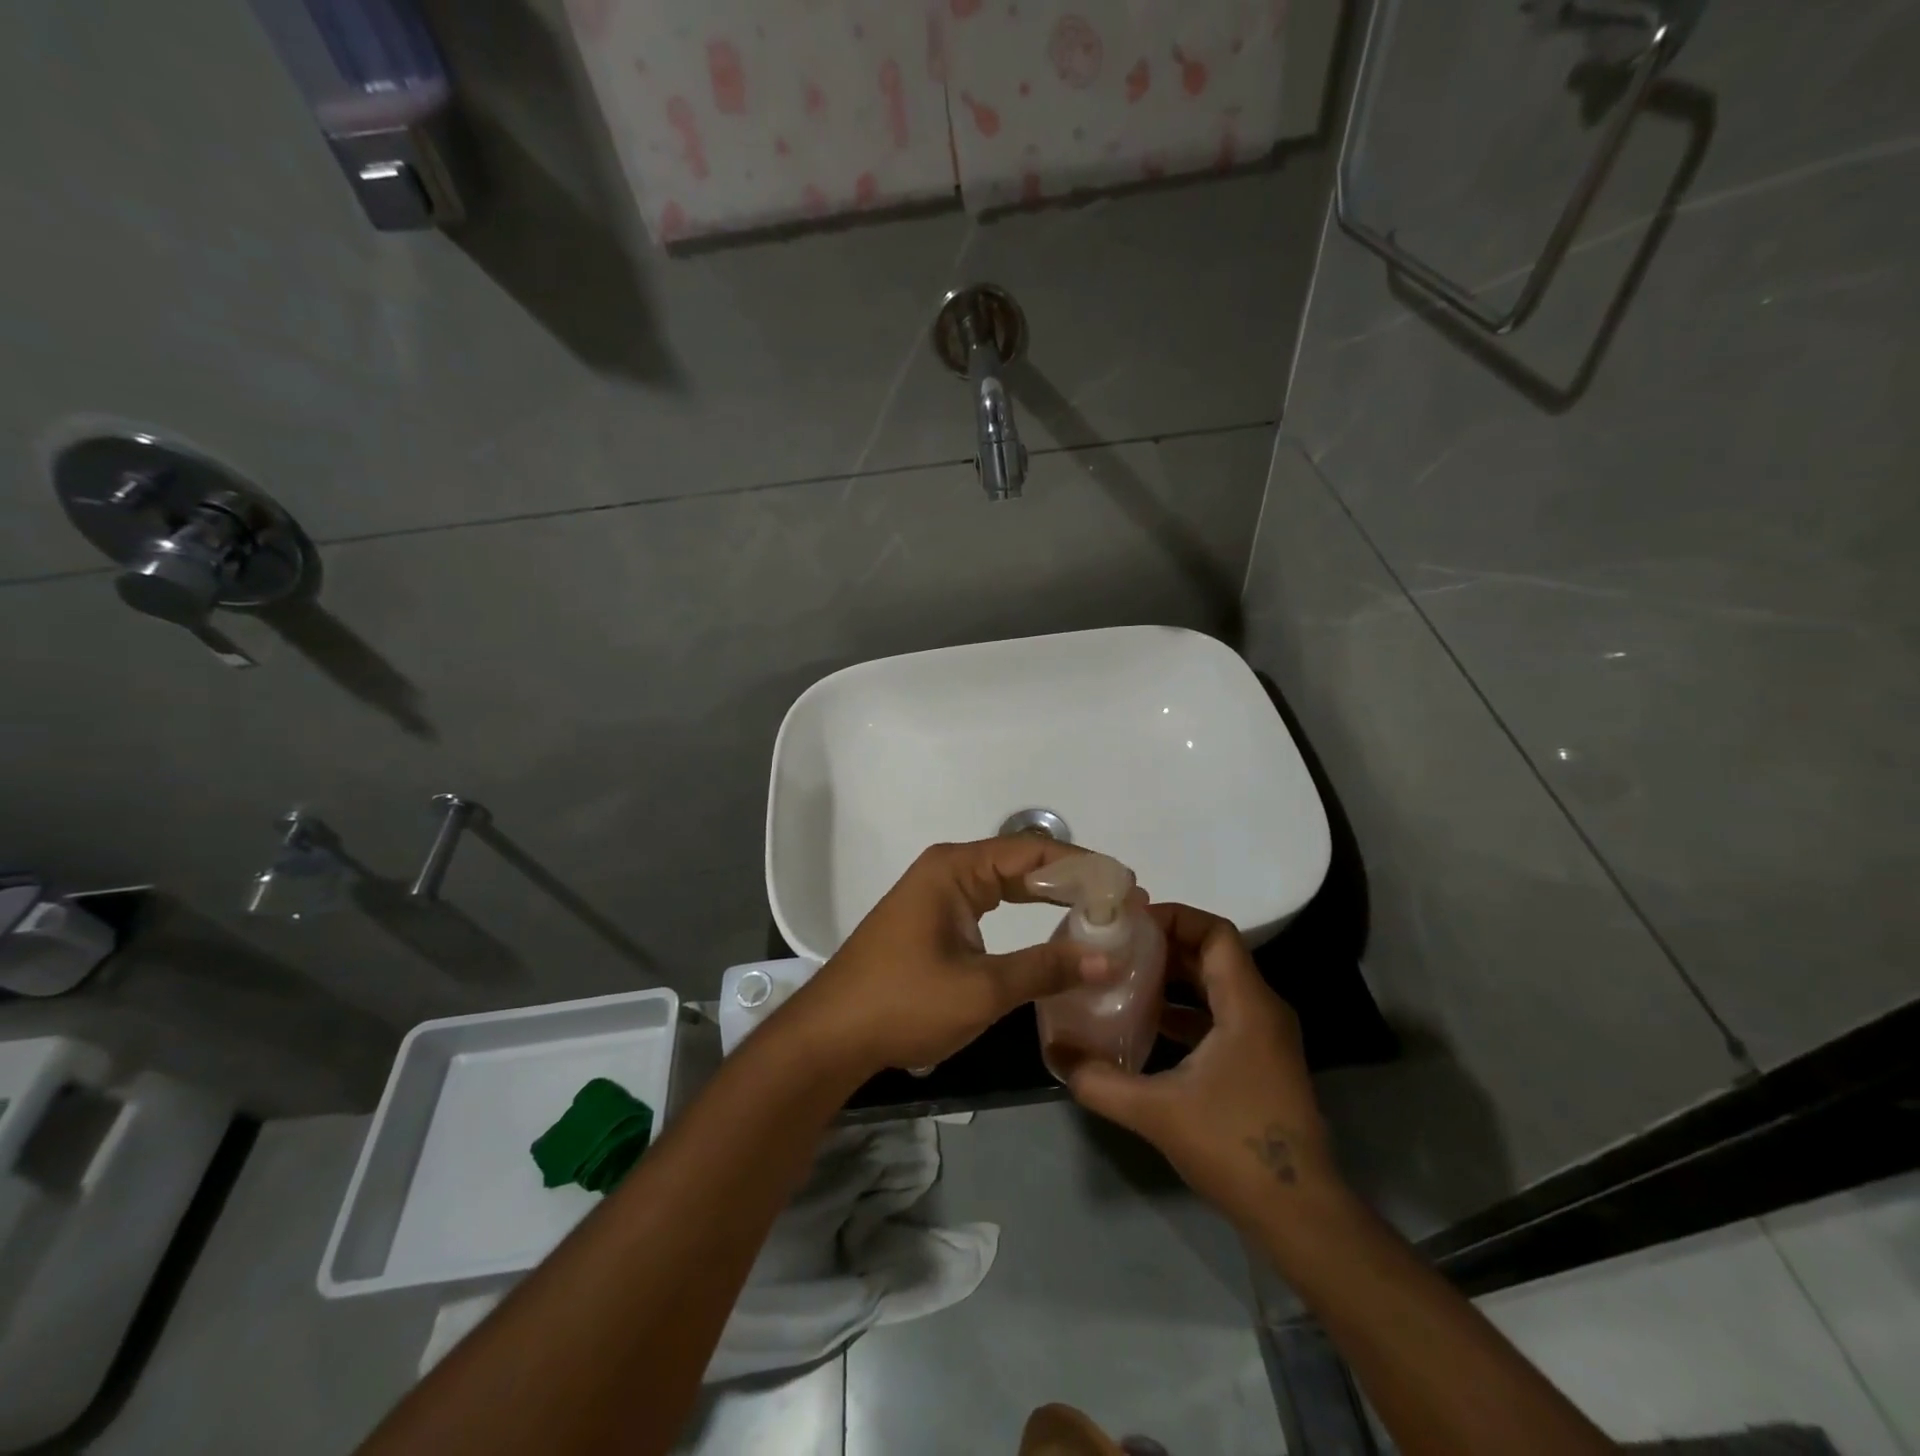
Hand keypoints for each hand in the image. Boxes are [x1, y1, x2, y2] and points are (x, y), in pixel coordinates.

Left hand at [782, 838, 1112, 1077]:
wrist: (832, 1035)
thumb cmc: (903, 1003)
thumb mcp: (982, 989)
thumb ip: (1046, 968)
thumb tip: (1109, 958)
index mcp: (956, 869)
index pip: (1032, 851)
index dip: (1082, 866)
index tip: (1126, 885)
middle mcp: (948, 869)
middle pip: (1021, 862)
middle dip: (1071, 880)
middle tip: (1121, 901)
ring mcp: (938, 893)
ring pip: (1006, 882)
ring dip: (1050, 895)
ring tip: (1098, 912)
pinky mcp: (934, 918)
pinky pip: (990, 902)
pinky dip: (1024, 911)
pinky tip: (1052, 926)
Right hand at [1067, 903, 1338, 1227]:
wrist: (1299, 1214)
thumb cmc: (1234, 1147)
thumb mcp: (1156, 1111)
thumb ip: (1099, 1080)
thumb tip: (1055, 1051)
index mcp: (1247, 1005)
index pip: (1215, 933)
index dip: (1174, 917)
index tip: (1130, 923)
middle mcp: (1261, 1010)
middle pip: (1213, 954)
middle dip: (1165, 945)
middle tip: (1118, 946)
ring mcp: (1264, 1037)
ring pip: (1216, 985)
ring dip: (1174, 977)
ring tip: (1125, 977)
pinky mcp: (1259, 1061)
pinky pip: (1220, 1014)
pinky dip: (1185, 1009)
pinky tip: (1148, 1024)